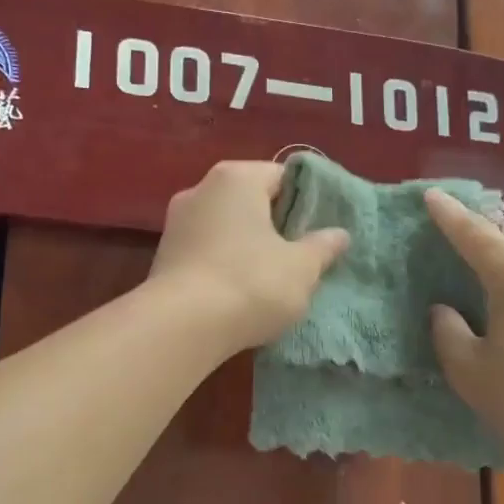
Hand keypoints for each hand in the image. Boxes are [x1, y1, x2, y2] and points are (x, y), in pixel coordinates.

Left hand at [149, 161, 349, 352]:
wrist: (181, 327)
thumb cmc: (250, 283)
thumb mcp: (301, 268)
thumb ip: (322, 247)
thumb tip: (339, 234)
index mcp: (236, 178)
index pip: (282, 176)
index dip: (308, 201)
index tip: (323, 228)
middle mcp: (200, 189)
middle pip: (251, 200)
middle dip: (276, 225)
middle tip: (303, 253)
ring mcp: (176, 222)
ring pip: (226, 227)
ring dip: (248, 246)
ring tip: (273, 276)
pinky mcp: (164, 256)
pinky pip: (206, 251)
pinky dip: (224, 264)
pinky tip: (240, 291)